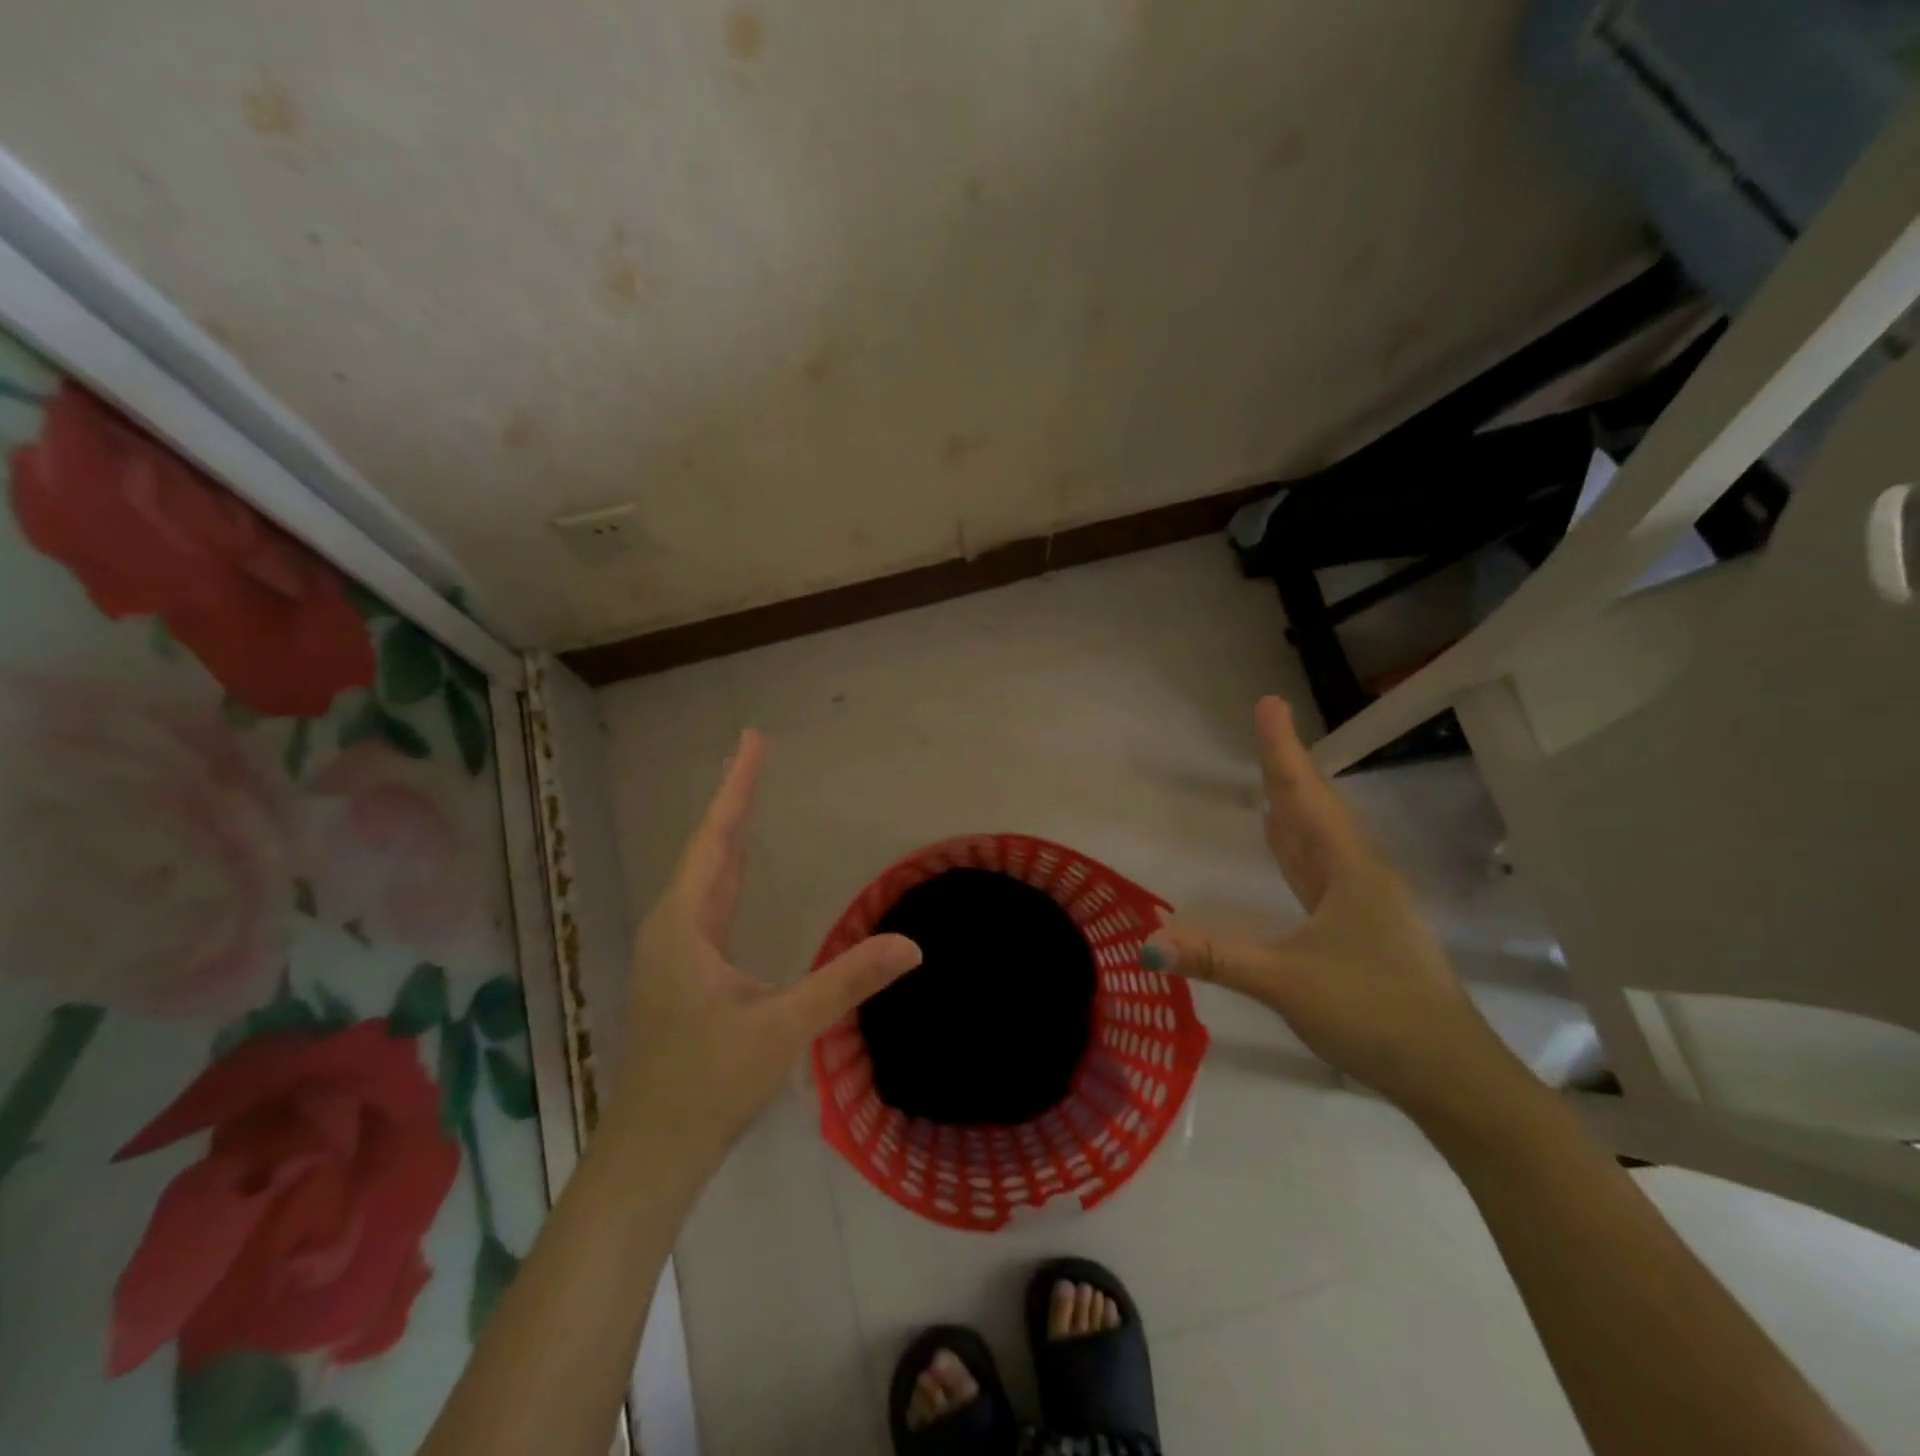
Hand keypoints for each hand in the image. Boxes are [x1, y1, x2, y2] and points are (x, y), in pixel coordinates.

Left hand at [613, 730, 921, 1164]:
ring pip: (706, 875)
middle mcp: (674, 925)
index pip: (717, 839)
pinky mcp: (684, 971)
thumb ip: (846, 981)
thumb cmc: (708, 1083)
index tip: (752, 739)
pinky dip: (730, 872)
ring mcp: (675, 949)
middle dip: (736, 798)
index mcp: (685, 923)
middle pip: (709, 847)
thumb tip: (911, 944)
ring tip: (751, 796)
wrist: (653, 1149)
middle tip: (757, 752)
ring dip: (730, 834)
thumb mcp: (784, 1026)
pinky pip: (710, 902)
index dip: (737, 786)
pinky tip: (743, 874)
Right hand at [1145, 698, 1528, 1126]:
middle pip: (1314, 809)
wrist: (1453, 1076)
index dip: (1282, 750)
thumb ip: (1218, 958)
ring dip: (1293, 805)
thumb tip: (1148, 942)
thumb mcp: (1288, 983)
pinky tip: (1286, 850)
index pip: (1304, 798)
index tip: (1269, 703)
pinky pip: (1319, 871)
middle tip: (1266, 729)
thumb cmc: (1376, 1014)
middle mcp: (1360, 876)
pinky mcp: (1361, 930)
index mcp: (1350, 871)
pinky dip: (1296, 848)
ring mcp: (1365, 904)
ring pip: (1319, 840)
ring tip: (1270, 777)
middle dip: (1286, 768)